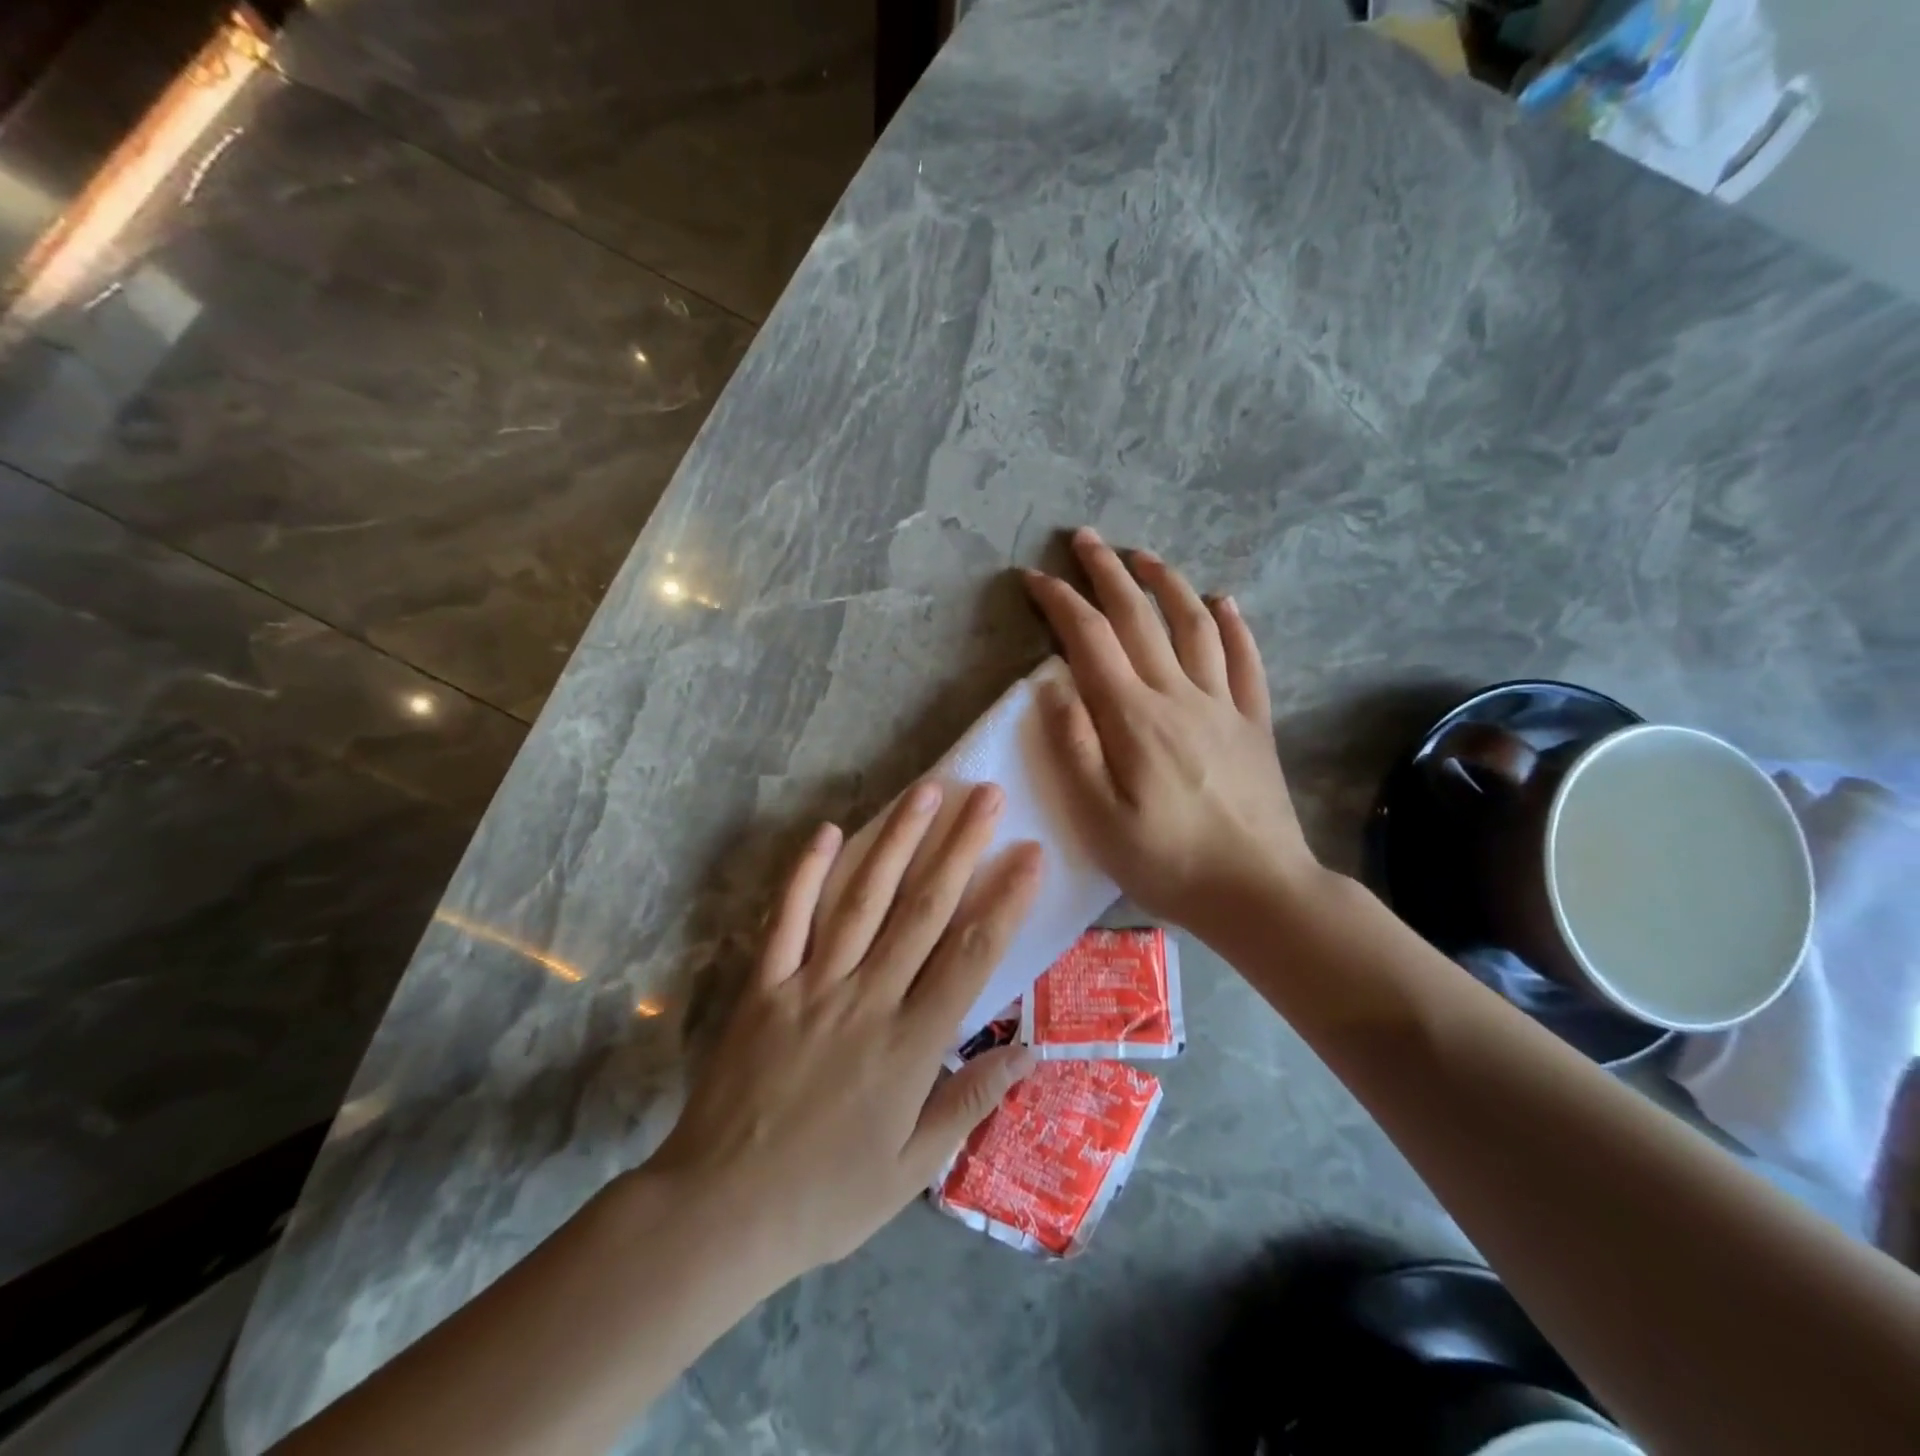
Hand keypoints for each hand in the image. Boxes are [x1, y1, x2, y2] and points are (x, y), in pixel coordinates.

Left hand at [646, 781, 1040, 1288]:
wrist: (721, 1212)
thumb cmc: (827, 1196)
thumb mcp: (914, 1167)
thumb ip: (971, 1101)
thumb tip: (1029, 1052)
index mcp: (912, 1043)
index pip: (972, 955)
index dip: (1005, 900)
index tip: (1029, 854)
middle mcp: (869, 998)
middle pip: (924, 909)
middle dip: (961, 846)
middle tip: (986, 796)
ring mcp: (812, 984)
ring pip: (864, 898)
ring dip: (898, 841)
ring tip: (926, 792)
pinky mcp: (765, 984)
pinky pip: (788, 918)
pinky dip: (807, 873)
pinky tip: (829, 831)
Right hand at [1023, 528, 1319, 937]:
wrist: (1259, 891)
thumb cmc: (1168, 861)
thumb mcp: (1099, 818)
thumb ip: (1074, 747)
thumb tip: (1051, 684)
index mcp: (1134, 717)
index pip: (1090, 640)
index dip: (1060, 602)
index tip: (1034, 578)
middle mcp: (1179, 695)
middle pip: (1139, 617)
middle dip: (1107, 572)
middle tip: (1084, 538)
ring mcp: (1223, 705)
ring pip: (1194, 625)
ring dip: (1166, 583)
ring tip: (1144, 556)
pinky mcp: (1254, 723)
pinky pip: (1245, 660)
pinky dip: (1233, 625)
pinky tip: (1224, 602)